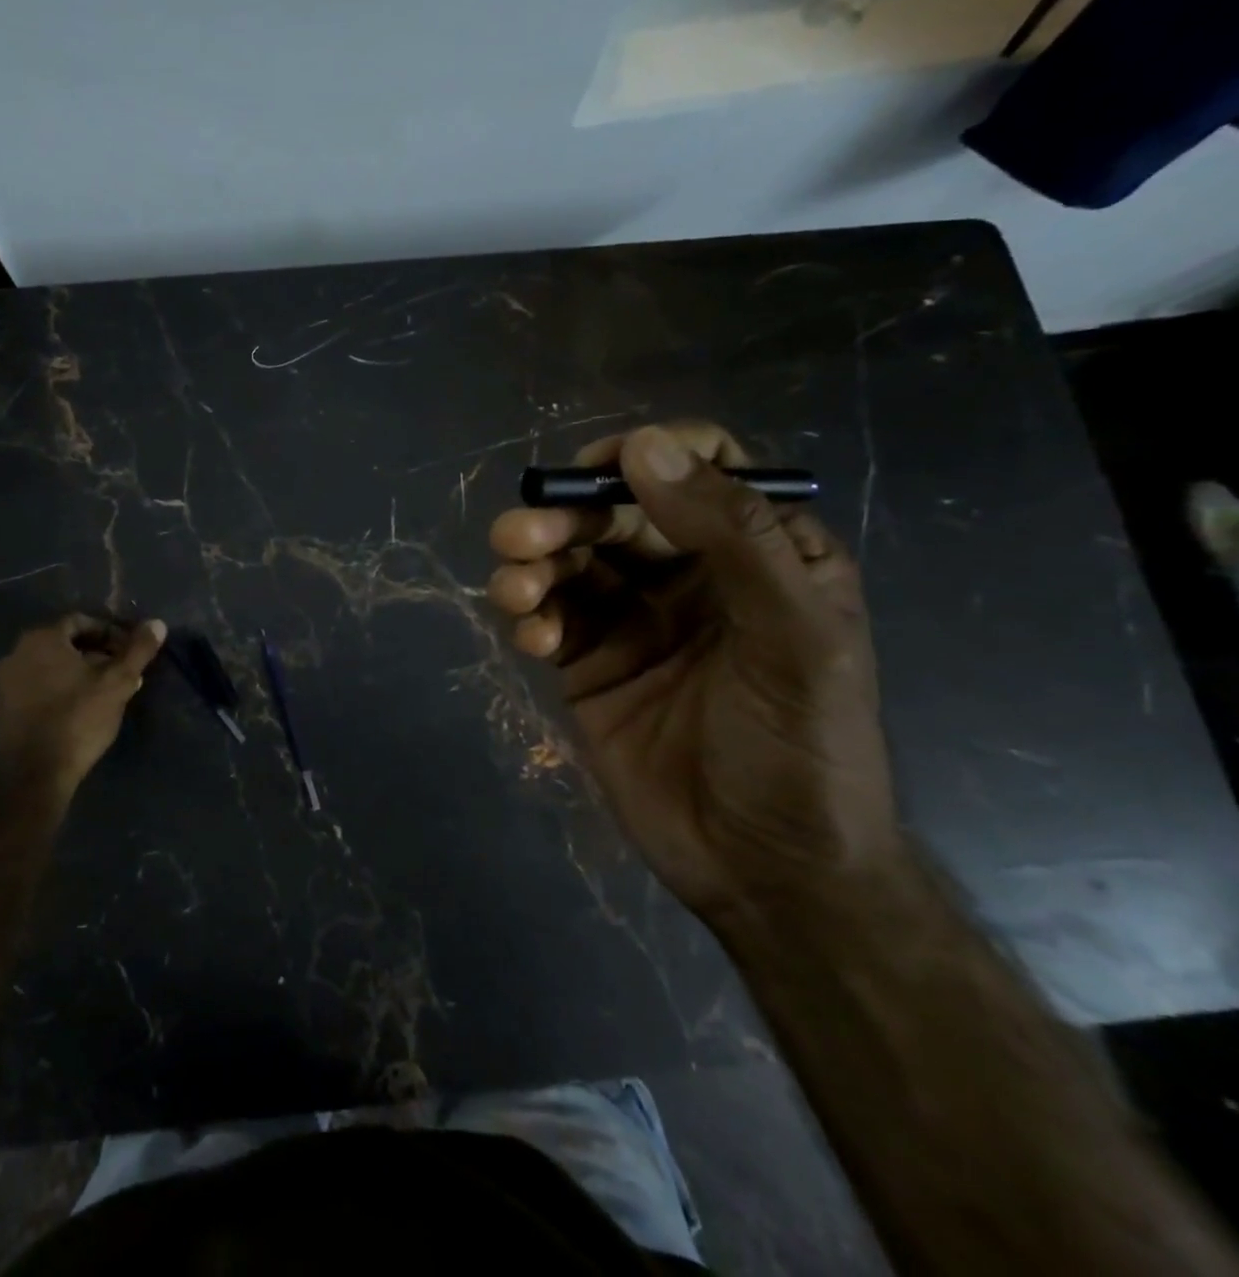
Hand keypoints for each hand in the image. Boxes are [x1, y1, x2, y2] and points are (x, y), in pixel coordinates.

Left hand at [0, 614, 165, 810]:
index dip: (110, 633)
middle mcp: (17, 653)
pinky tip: (81, 709)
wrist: (35, 773)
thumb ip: (138, 651)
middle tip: (122, 672)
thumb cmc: (78, 719)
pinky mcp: (3, 708)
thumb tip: (157, 624)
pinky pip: (37, 686)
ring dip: (79, 673)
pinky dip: (60, 689)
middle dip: (97, 654)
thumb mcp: (117, 683)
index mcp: (42, 639)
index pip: (81, 622)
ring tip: (106, 692)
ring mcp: (5, 682)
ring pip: (51, 666)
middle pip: (65, 644)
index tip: (129, 652)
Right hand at [488, 422, 897, 924]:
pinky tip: (531, 640)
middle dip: (563, 517)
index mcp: (758, 551)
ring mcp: (633, 617)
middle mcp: (690, 572)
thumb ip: (732, 536)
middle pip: (614, 510)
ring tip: (516, 592)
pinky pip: (547, 614)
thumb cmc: (802, 748)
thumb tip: (644, 446)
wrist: (765, 870)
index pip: (699, 466)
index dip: (645, 455)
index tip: (596, 473)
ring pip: (568, 558)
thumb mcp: (794, 637)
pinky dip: (528, 615)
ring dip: (532, 563)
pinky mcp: (588, 661)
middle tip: (521, 539)